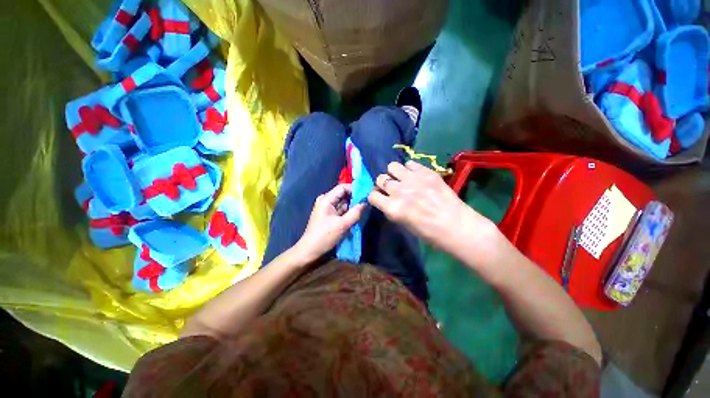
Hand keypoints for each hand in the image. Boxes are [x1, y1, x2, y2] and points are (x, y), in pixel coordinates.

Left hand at [294, 184, 364, 262]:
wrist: (309, 251)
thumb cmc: (324, 236)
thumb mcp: (343, 225)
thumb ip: (355, 212)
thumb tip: (365, 203)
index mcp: (326, 199)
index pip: (343, 187)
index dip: (355, 189)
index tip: (366, 194)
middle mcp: (326, 200)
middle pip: (343, 195)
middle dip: (355, 199)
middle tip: (367, 203)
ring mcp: (326, 208)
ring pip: (343, 203)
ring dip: (352, 206)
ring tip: (363, 210)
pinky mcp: (328, 215)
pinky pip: (340, 210)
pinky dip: (348, 212)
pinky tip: (356, 216)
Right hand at [368, 161, 496, 253]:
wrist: (456, 226)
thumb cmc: (429, 233)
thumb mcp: (404, 224)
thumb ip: (392, 209)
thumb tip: (386, 199)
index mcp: (393, 208)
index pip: (372, 195)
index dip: (375, 196)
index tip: (380, 198)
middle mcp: (399, 191)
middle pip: (380, 178)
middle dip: (383, 184)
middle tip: (392, 188)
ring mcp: (413, 180)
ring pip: (392, 166)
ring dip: (394, 173)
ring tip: (402, 178)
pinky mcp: (426, 172)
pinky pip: (410, 163)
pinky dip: (410, 169)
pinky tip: (416, 176)